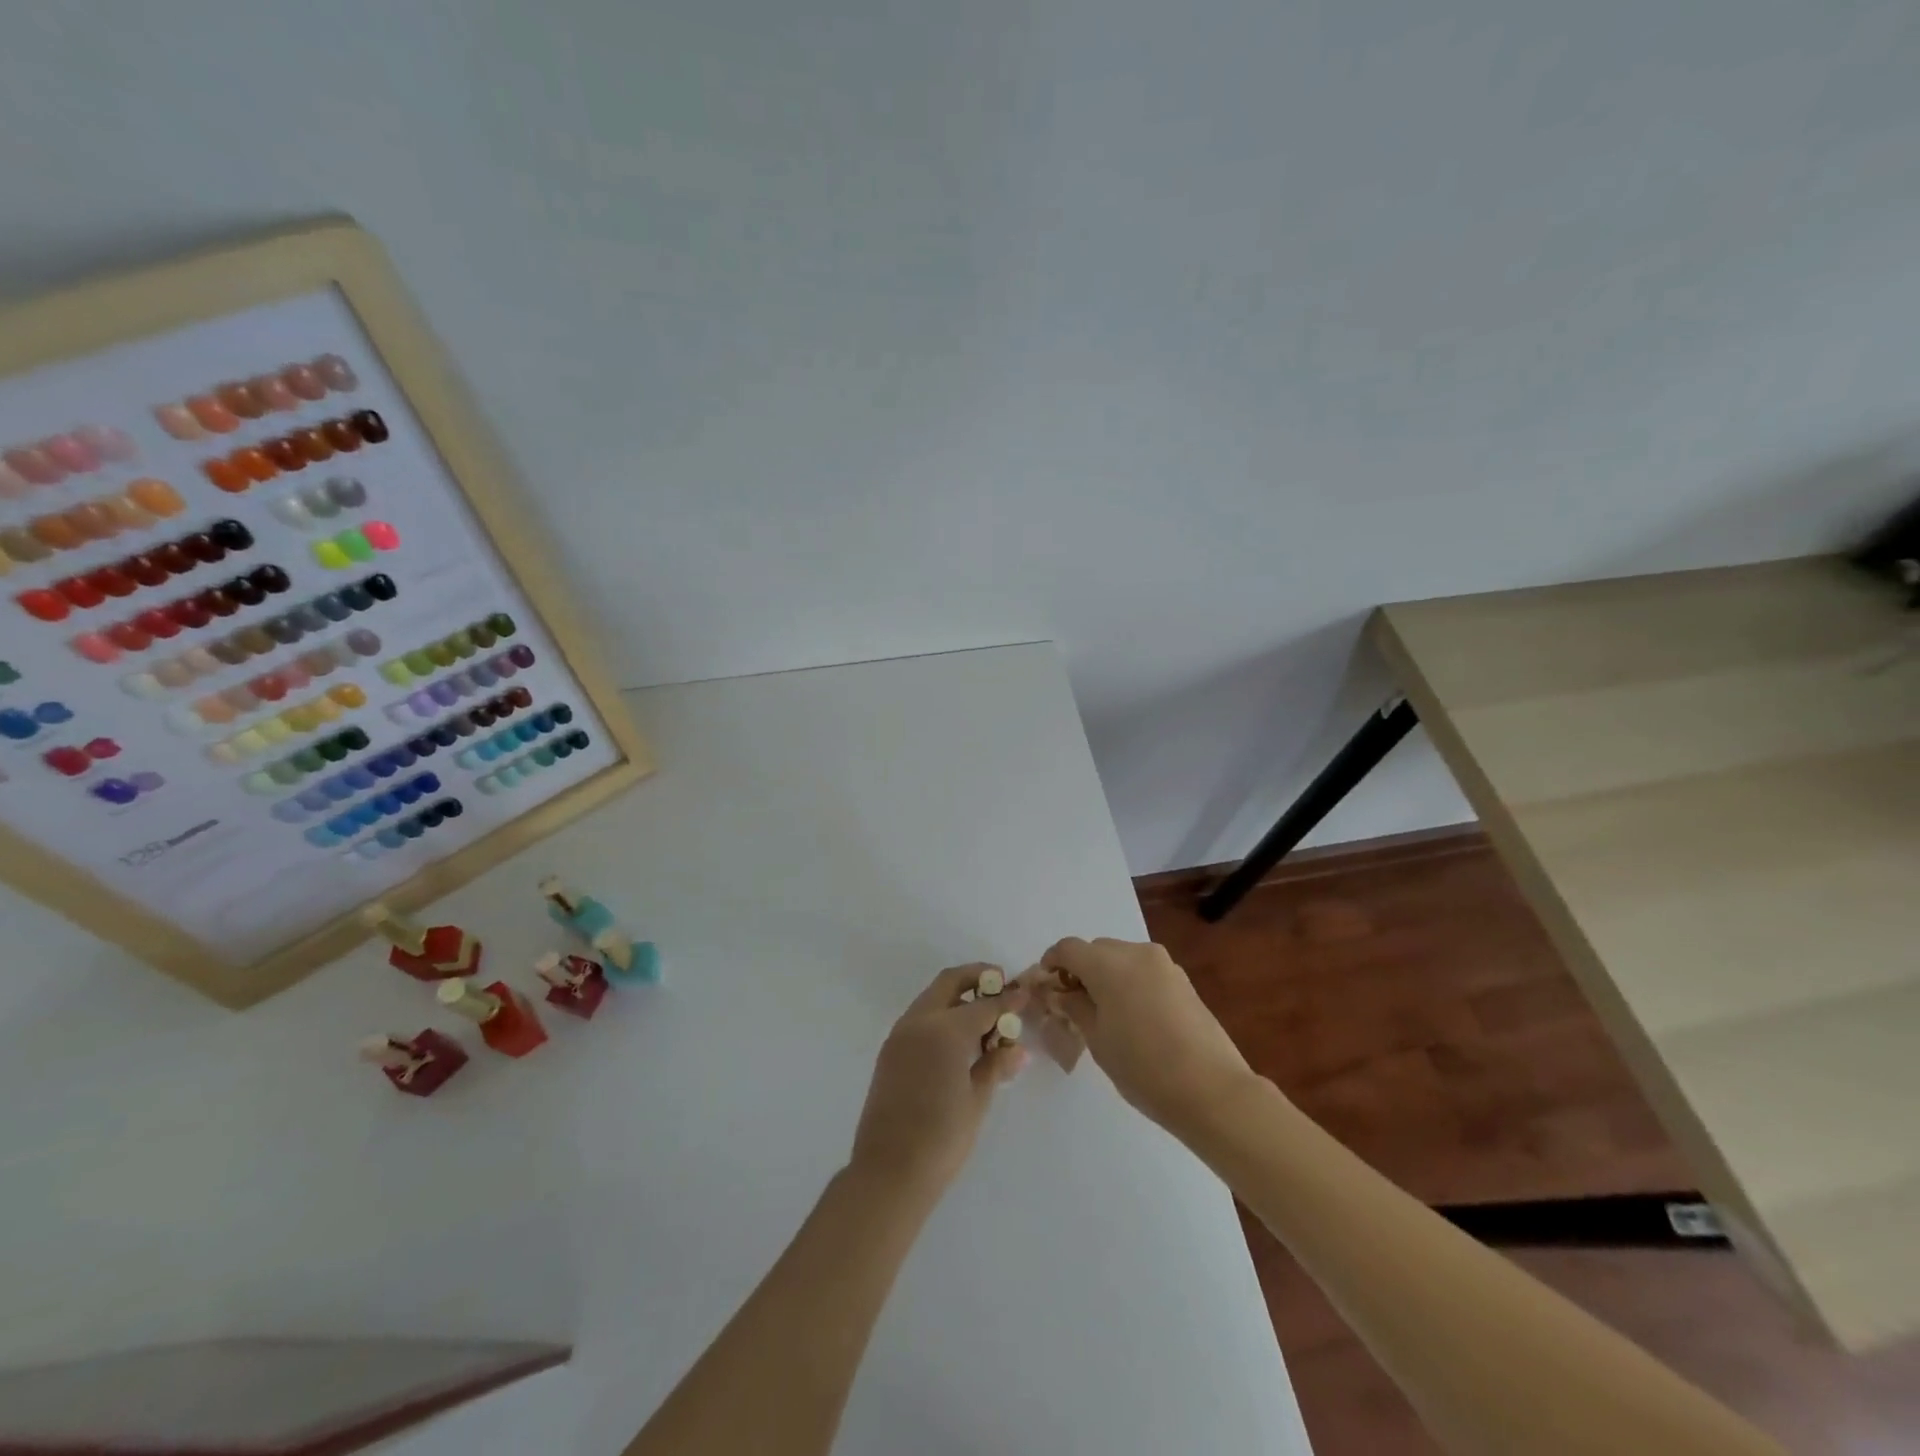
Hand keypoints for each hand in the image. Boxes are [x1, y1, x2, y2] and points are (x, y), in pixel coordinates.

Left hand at [849, 964, 1028, 1197]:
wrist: (888, 1171)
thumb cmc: (941, 1138)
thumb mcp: (977, 1100)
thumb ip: (996, 1065)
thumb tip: (1017, 1049)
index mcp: (945, 1029)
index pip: (984, 1004)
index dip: (1007, 1000)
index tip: (1024, 994)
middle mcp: (919, 1021)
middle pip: (950, 982)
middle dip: (977, 978)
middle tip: (1001, 986)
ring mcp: (900, 1034)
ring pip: (933, 998)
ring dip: (958, 997)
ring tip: (984, 1019)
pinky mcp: (890, 1051)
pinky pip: (920, 1018)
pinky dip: (941, 1016)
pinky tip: (959, 1040)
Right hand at [1039, 937, 1255, 1134]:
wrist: (1212, 1091)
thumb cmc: (1144, 1068)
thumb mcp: (1098, 1040)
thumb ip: (1074, 1007)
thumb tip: (1059, 993)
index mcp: (1109, 964)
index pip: (1068, 948)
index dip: (1051, 963)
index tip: (1045, 988)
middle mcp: (1136, 952)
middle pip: (1096, 950)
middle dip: (1079, 970)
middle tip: (1071, 1005)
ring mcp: (1164, 965)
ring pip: (1121, 958)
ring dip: (1105, 976)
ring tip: (1103, 1013)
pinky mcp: (1182, 980)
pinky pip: (1143, 970)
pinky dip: (1129, 982)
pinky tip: (1132, 1017)